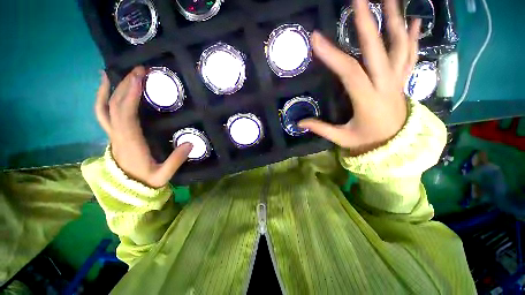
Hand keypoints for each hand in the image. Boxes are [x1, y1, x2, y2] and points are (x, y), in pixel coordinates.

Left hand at [96, 66, 192, 187]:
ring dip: (109, 89)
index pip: (126, 115)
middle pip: (115, 106)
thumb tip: (191, 143)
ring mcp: (113, 134)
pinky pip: (104, 114)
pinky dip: (103, 99)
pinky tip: (107, 89)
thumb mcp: (164, 175)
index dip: (130, 96)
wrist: (128, 190)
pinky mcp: (114, 134)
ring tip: (113, 72)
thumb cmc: (146, 181)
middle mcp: (117, 135)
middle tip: (139, 70)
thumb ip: (176, 160)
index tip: (139, 79)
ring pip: (104, 108)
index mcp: (130, 143)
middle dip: (125, 85)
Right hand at [299, 0, 420, 154]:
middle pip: (377, 49)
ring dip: (394, 20)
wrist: (397, 146)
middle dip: (367, 22)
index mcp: (367, 99)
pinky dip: (413, 37)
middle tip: (358, 0)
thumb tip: (299, 123)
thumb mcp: (342, 138)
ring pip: (399, 46)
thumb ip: (321, 129)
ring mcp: (397, 80)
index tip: (315, 39)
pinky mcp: (403, 81)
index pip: (349, 72)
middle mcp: (386, 84)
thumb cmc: (368, 142)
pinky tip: (413, 20)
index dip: (332, 55)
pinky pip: (410, 55)